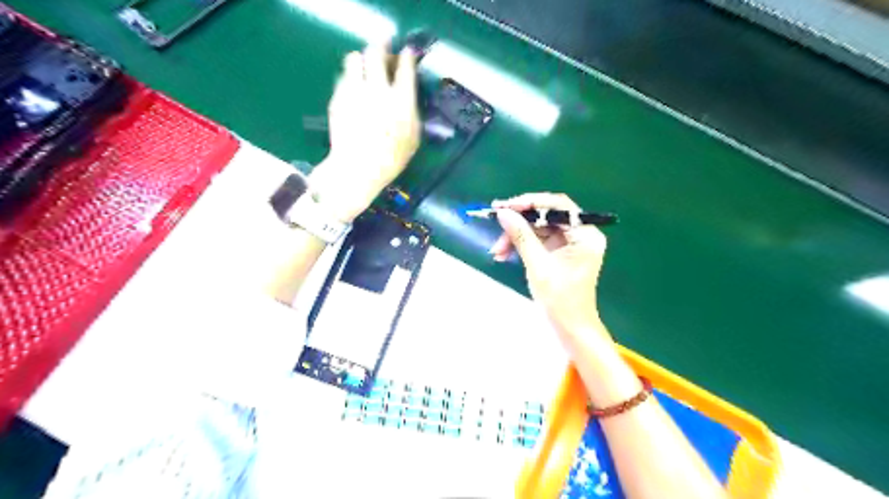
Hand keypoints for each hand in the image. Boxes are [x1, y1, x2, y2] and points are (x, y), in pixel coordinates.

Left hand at [309, 43, 421, 222]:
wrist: (357, 169)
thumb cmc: (391, 159)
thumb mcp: (413, 138)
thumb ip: (412, 112)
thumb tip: (408, 94)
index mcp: (401, 101)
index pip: (405, 67)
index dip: (407, 55)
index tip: (406, 52)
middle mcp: (377, 90)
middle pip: (376, 52)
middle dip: (381, 44)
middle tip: (383, 46)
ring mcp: (354, 92)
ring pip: (354, 58)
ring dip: (362, 59)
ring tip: (365, 68)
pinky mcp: (338, 98)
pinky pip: (344, 77)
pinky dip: (351, 78)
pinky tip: (354, 90)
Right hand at [489, 194, 607, 337]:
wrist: (570, 329)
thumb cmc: (560, 300)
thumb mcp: (538, 266)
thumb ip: (521, 236)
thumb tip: (503, 213)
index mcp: (585, 235)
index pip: (558, 206)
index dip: (531, 202)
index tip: (506, 206)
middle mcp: (580, 234)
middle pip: (546, 216)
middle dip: (520, 223)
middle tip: (496, 223)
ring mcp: (569, 244)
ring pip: (539, 228)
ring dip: (516, 236)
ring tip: (497, 251)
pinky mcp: (559, 253)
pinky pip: (538, 241)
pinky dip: (521, 245)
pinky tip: (504, 254)